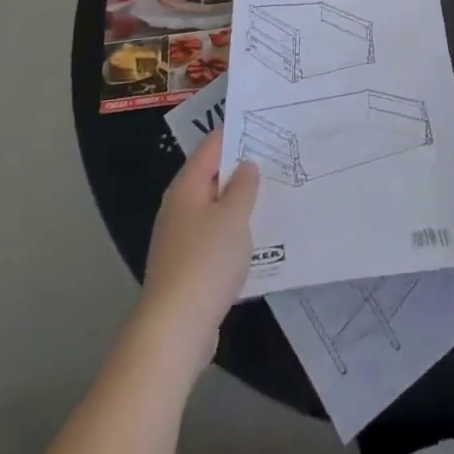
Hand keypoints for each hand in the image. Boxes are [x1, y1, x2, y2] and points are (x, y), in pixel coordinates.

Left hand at [136, 131, 259, 375]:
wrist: (174, 330)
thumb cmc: (205, 262)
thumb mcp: (234, 216)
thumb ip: (244, 186)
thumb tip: (246, 165)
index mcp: (186, 187)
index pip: (212, 146)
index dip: (236, 132)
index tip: (265, 123)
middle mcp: (179, 208)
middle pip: (212, 176)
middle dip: (242, 167)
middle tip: (278, 156)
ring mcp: (181, 239)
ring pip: (215, 208)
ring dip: (240, 201)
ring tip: (275, 192)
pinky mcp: (188, 267)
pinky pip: (215, 236)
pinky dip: (234, 230)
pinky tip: (258, 236)